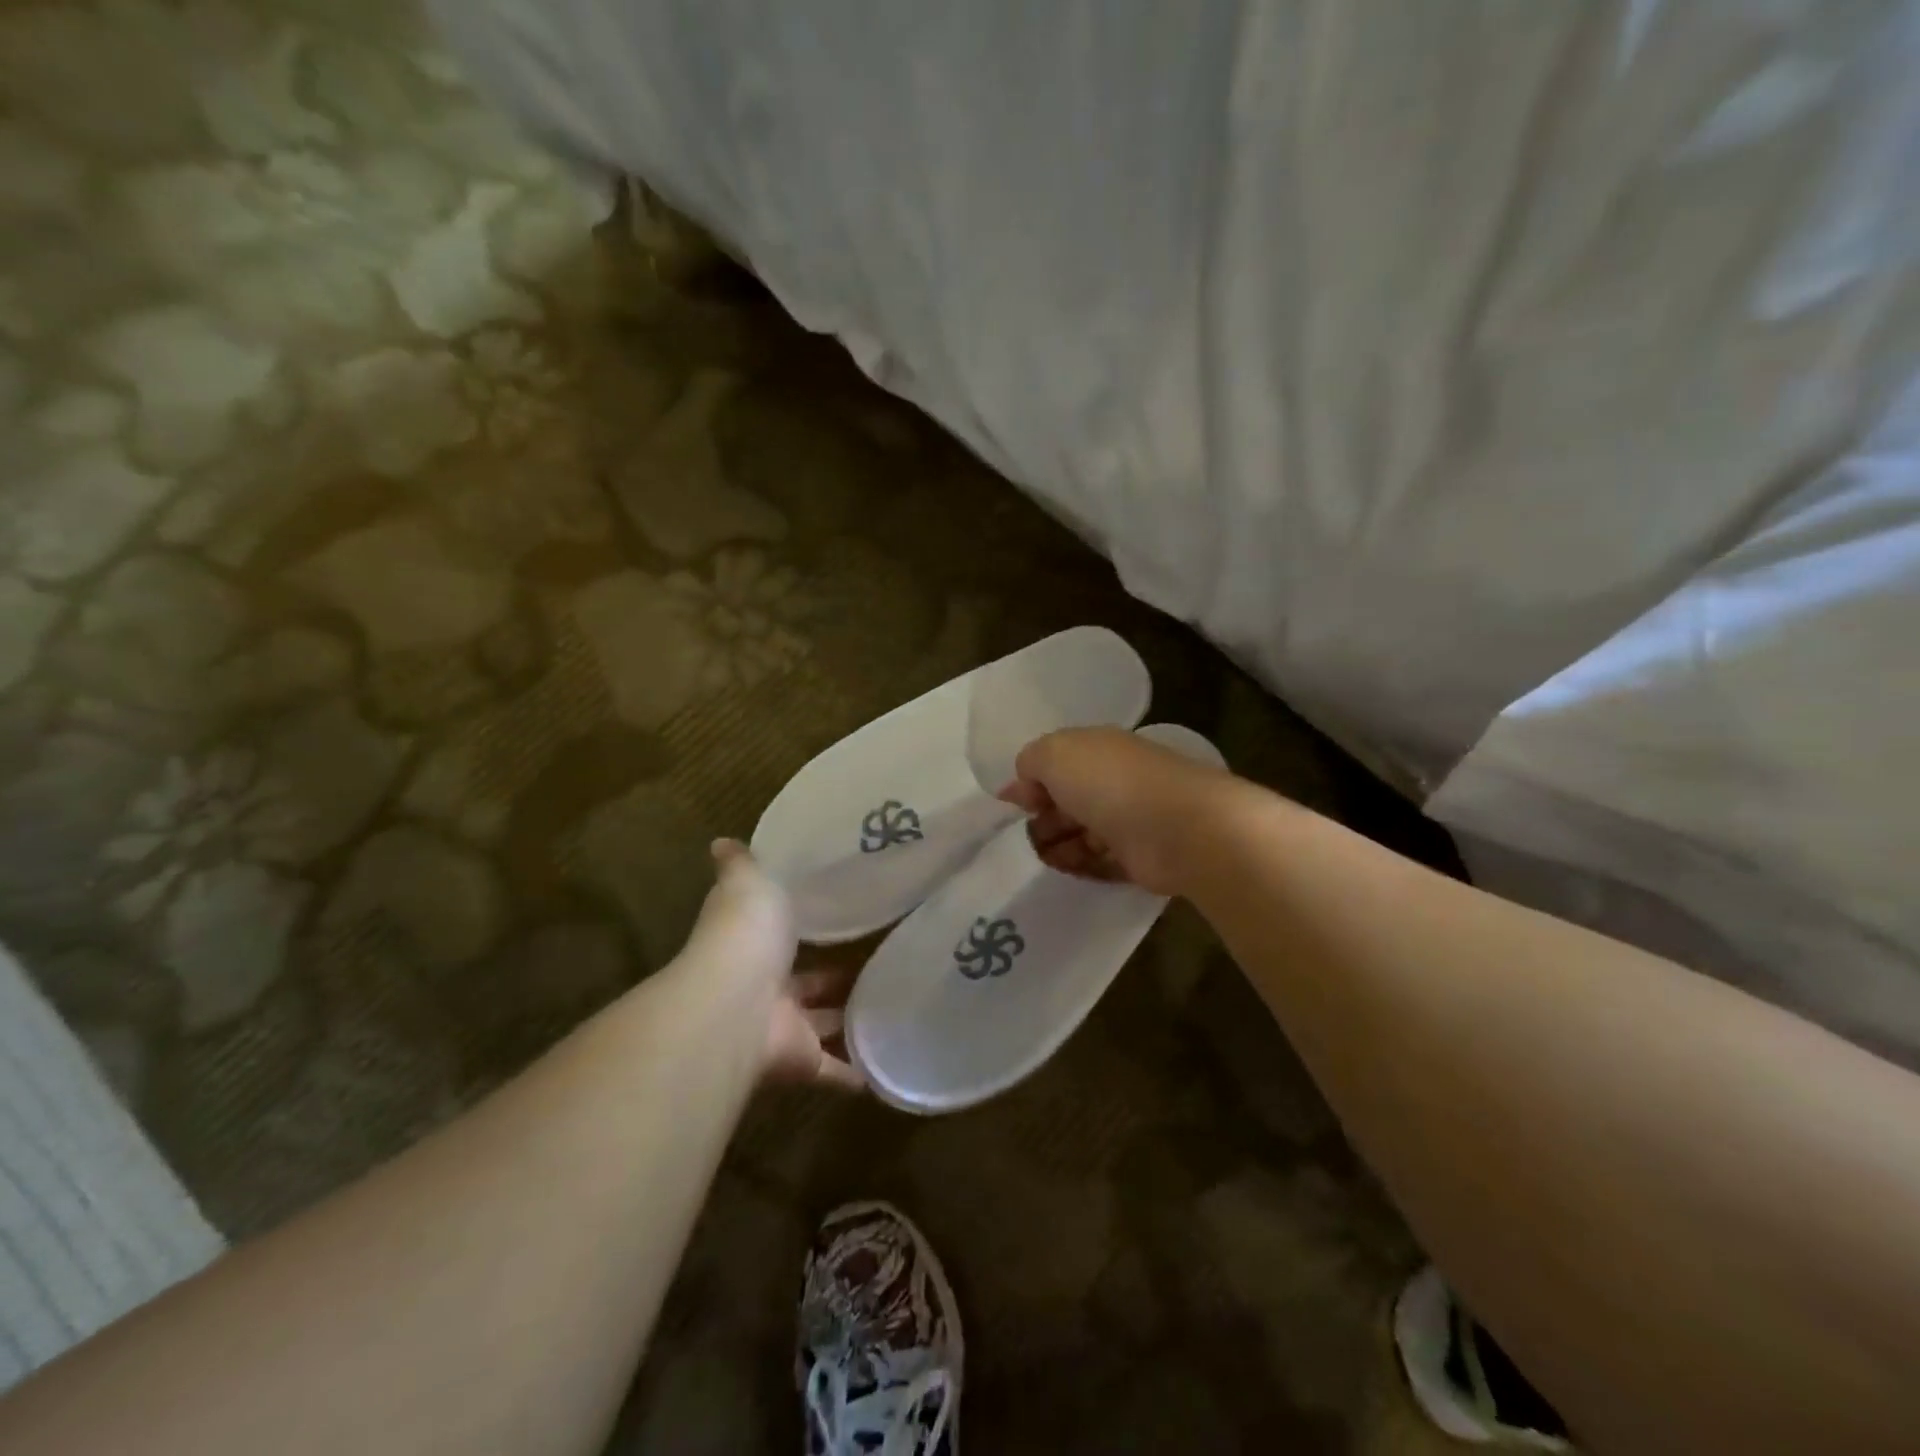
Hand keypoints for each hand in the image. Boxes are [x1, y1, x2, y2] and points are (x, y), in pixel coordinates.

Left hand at [690, 841, 864, 1091]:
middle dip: (831, 980)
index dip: (801, 930)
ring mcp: (784, 1028)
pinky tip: (886, 1069)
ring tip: (890, 1010)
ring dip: (845, 1024)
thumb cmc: (746, 935)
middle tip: (874, 968)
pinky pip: (833, 1071)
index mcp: (755, 945)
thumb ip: (741, 866)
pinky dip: (856, 1074)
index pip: (780, 936)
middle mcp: (766, 988)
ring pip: (821, 1026)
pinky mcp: (802, 1062)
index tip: (834, 919)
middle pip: (805, 985)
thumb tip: (721, 841)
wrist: (736, 1003)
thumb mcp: (749, 884)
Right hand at [1000, 726, 1231, 896]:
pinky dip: (1080, 865)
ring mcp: (1130, 821)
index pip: (1058, 764)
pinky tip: (1067, 869)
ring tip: (1046, 856)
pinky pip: (1100, 862)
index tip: (1014, 804)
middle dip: (1043, 818)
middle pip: (1068, 801)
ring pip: (1082, 833)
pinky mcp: (1140, 858)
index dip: (1032, 783)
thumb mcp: (1055, 754)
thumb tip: (1023, 784)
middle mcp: (1115, 782)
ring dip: (1057, 845)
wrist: (1178, 829)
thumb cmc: (1111, 784)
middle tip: (1031, 833)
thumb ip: (1031, 762)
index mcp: (1098, 751)